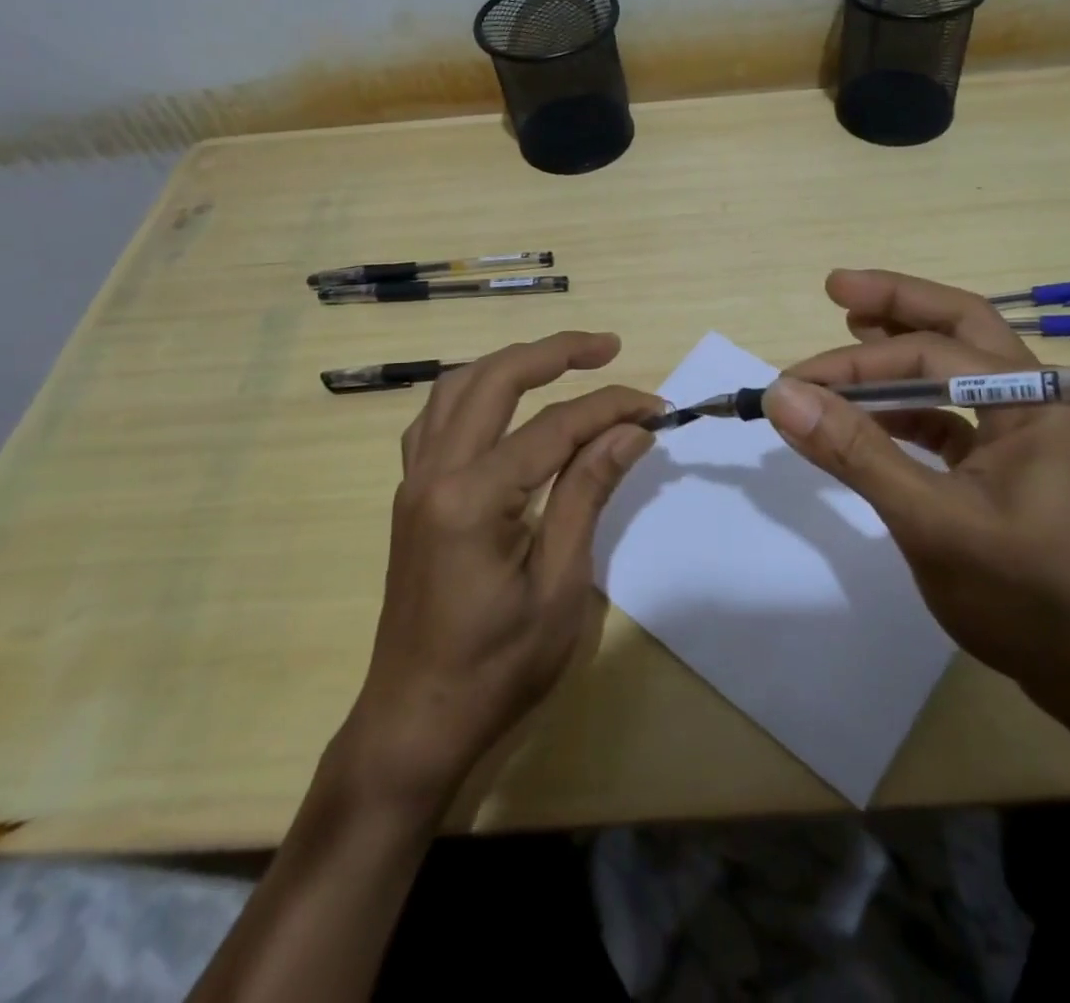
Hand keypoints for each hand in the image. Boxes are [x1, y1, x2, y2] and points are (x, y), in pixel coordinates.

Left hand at [348, 332, 659, 794]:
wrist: (415, 722)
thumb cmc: (497, 667)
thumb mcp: (560, 585)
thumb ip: (588, 494)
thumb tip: (630, 431)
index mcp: (473, 497)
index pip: (556, 426)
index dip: (612, 408)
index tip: (657, 408)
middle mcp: (434, 473)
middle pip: (495, 379)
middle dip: (555, 352)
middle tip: (608, 347)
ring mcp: (414, 481)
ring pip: (456, 388)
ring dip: (510, 363)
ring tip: (561, 361)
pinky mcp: (412, 496)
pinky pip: (438, 419)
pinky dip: (476, 392)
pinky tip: (505, 403)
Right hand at [765, 270, 1069, 723]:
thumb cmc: (1029, 599)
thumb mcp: (932, 522)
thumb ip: (857, 453)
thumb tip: (783, 396)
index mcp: (1038, 398)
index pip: (932, 354)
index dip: (854, 363)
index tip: (791, 382)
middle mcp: (1041, 398)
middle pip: (961, 327)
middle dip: (897, 306)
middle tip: (837, 288)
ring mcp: (1031, 432)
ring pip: (958, 370)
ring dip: (901, 356)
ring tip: (850, 332)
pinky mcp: (1015, 465)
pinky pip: (957, 417)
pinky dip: (912, 409)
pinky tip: (875, 414)